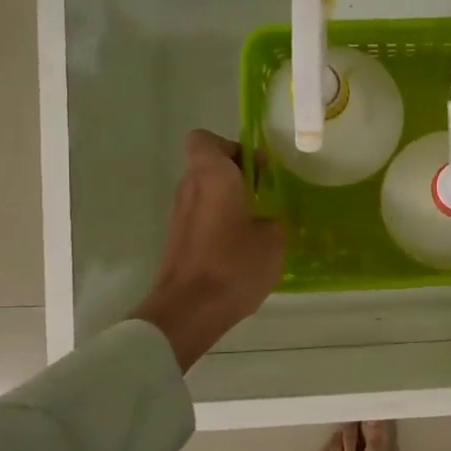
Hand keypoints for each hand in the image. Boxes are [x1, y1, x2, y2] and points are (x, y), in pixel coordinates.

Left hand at [131, 131, 285, 369]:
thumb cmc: (234, 265)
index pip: (205, 140)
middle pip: (207, 166)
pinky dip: (218, 224)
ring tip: (256, 226)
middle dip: (236, 176)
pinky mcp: (176, 239)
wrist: (188, 311)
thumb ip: (272, 221)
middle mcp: (189, 188)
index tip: (256, 169)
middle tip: (264, 196)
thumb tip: (267, 222)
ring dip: (228, 201)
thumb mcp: (273, 241)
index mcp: (212, 176)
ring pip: (204, 193)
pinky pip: (201, 218)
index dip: (231, 147)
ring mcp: (178, 215)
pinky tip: (240, 249)